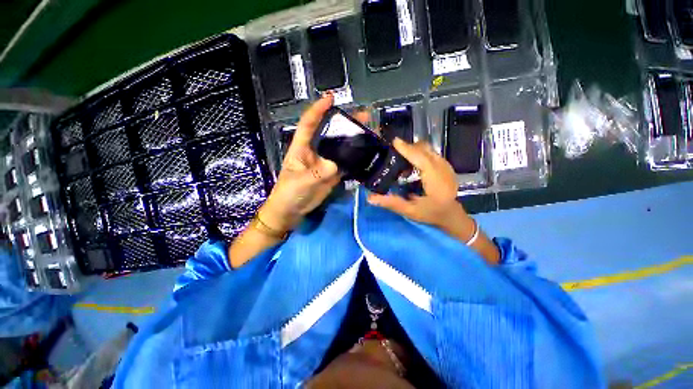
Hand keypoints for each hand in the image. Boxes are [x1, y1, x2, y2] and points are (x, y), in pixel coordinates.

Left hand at [259, 95, 368, 232]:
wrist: (291, 211)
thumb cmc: (289, 193)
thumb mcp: (300, 182)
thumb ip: (318, 173)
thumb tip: (336, 166)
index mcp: (302, 147)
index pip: (309, 123)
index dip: (318, 109)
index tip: (331, 98)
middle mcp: (315, 151)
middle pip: (330, 132)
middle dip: (344, 122)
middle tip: (363, 117)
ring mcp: (325, 163)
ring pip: (340, 147)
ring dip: (353, 139)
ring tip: (370, 132)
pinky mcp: (332, 174)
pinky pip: (345, 163)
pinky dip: (355, 158)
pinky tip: (366, 154)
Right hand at [368, 138, 467, 229]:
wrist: (451, 214)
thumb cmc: (431, 214)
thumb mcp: (410, 211)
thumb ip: (392, 203)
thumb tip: (370, 198)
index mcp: (436, 181)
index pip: (421, 159)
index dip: (408, 150)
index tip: (394, 142)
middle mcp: (443, 169)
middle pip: (425, 150)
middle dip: (408, 148)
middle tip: (393, 154)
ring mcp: (446, 165)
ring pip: (428, 149)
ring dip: (413, 150)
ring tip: (401, 161)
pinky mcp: (445, 165)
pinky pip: (430, 153)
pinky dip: (419, 154)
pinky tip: (411, 165)